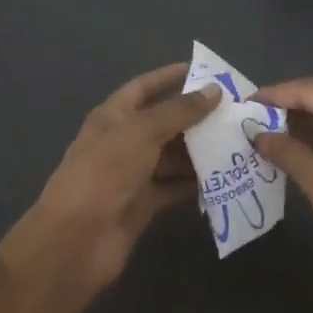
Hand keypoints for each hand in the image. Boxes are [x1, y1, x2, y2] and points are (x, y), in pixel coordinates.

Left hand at [30, 64, 218, 290]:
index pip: (144, 87)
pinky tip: (224, 176)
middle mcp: (123, 142)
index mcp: (113, 116)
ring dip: (199, 150)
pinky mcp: (143, 205)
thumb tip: (214, 90)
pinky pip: (173, 187)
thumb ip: (180, 111)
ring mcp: (132, 175)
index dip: (170, 77)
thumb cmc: (105, 172)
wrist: (76, 240)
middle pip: (163, 122)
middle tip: (234, 111)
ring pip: (172, 156)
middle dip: (195, 117)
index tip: (205, 71)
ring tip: (236, 142)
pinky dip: (194, 182)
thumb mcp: (143, 132)